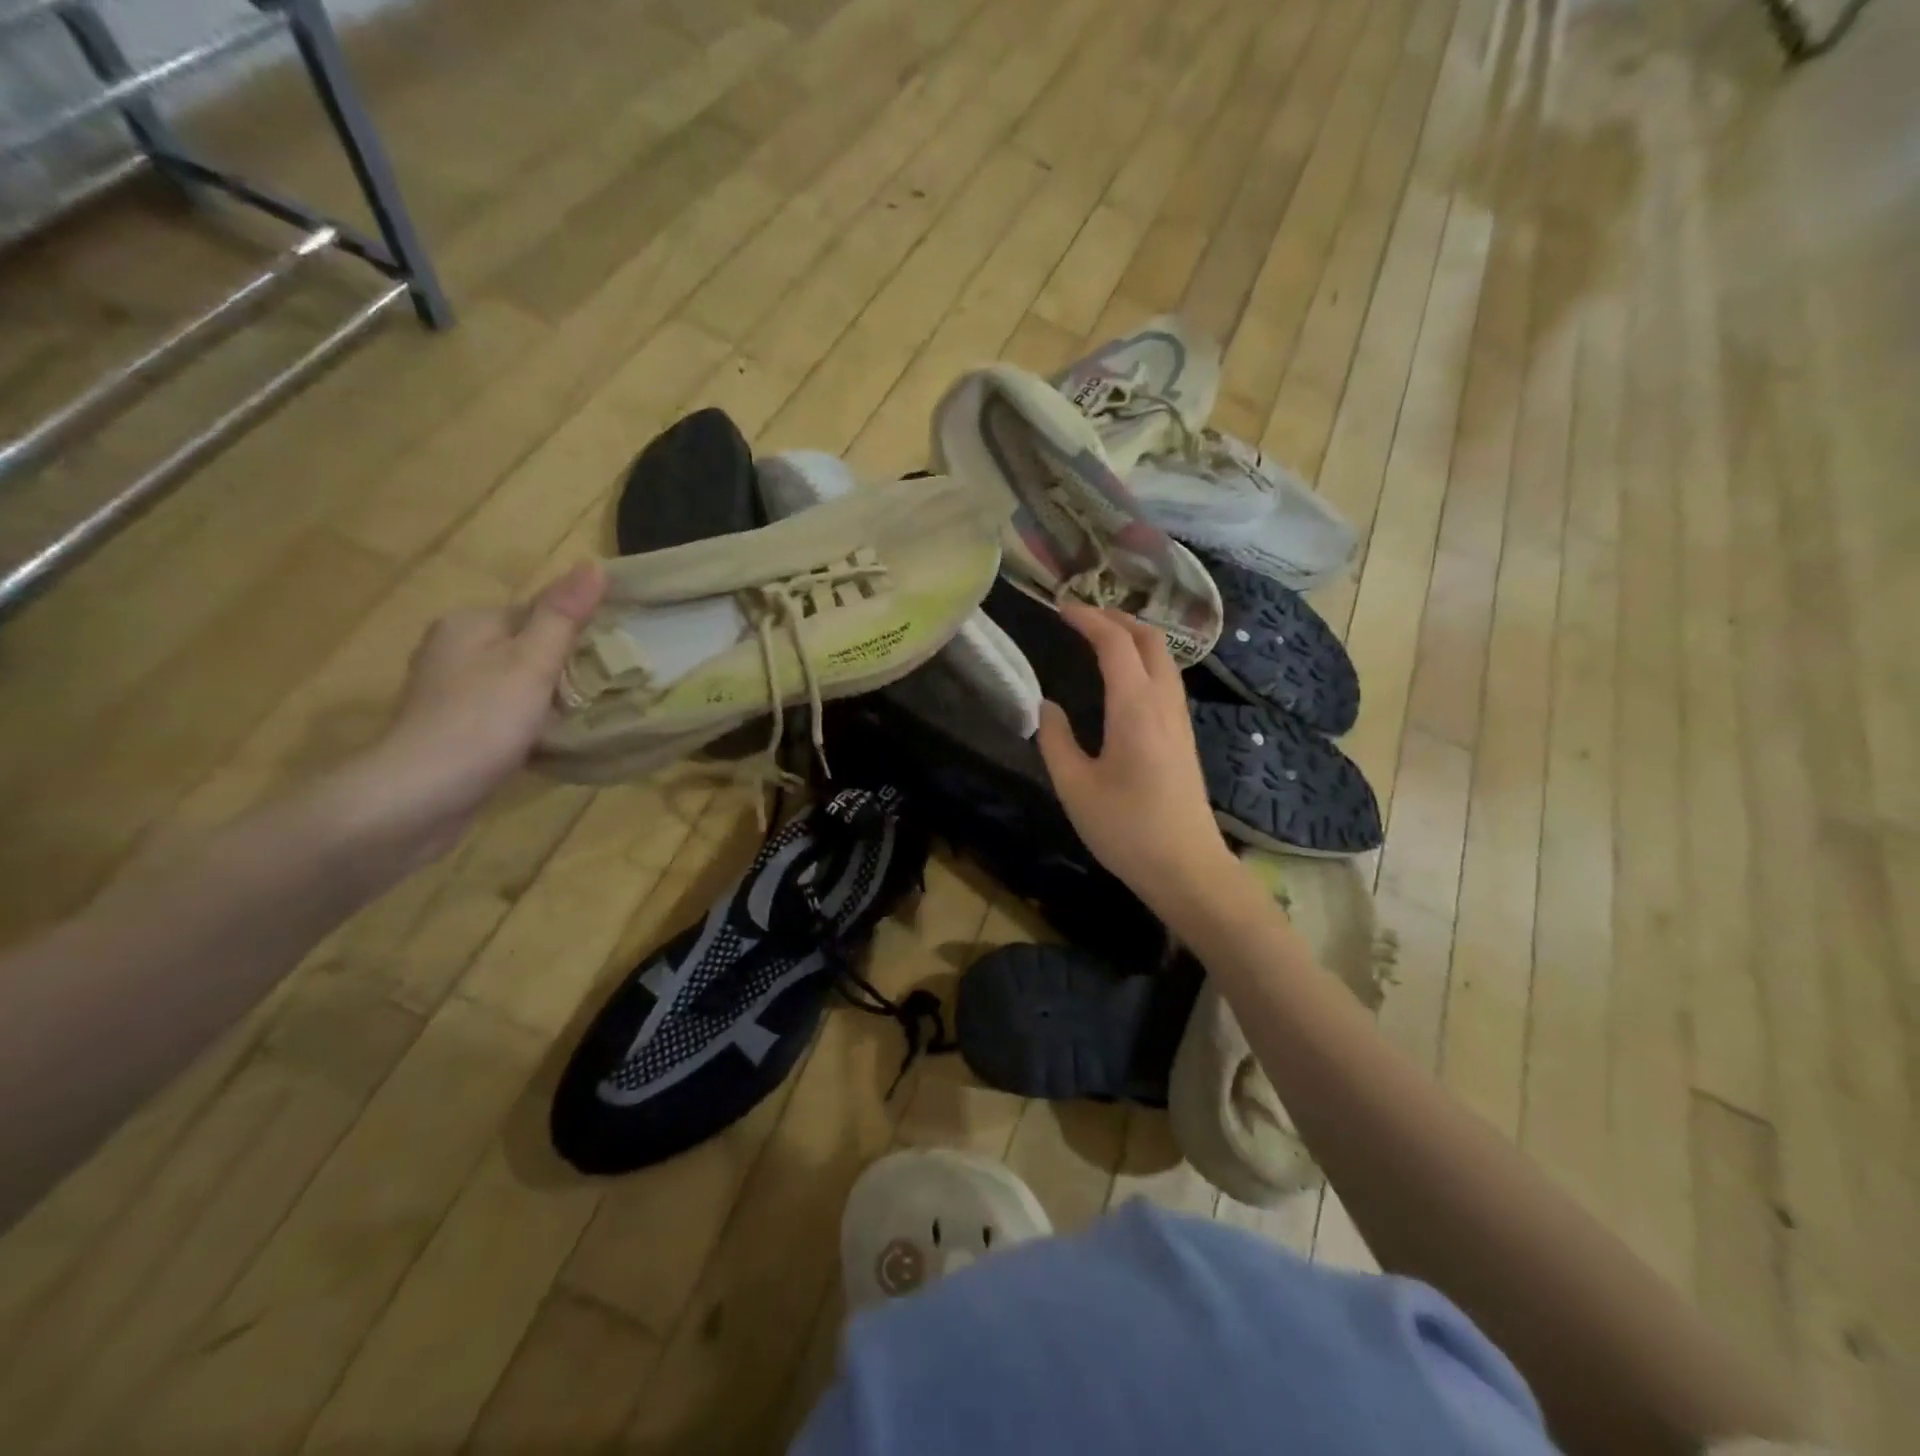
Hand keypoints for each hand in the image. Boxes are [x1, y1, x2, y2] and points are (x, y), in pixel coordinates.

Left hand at [351, 561, 604, 861]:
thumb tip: (594, 564)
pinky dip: (530, 720)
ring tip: (585, 714)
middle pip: (527, 646)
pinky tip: (549, 739)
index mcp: (469, 623)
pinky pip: (505, 712)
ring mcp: (449, 692)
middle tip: (606, 688)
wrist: (418, 797)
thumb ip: (563, 616)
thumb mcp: (532, 663)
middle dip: (566, 664)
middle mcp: (453, 649)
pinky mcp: (453, 729)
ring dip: (550, 695)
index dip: (578, 630)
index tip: (613, 655)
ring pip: (517, 681)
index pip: (538, 611)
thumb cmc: (481, 721)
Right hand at [1035, 602, 1236, 916]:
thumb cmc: (1126, 829)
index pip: (1116, 644)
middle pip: (1150, 639)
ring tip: (1100, 640)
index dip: (1089, 619)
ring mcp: (1180, 719)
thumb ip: (1055, 740)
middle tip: (1081, 618)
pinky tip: (1124, 679)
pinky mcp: (1184, 736)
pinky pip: (1167, 679)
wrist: (1186, 867)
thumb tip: (1047, 705)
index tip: (1061, 608)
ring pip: (1165, 658)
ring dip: (1134, 638)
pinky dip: (1145, 660)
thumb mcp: (1075, 787)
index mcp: (1135, 708)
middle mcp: (1164, 703)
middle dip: (1117, 619)